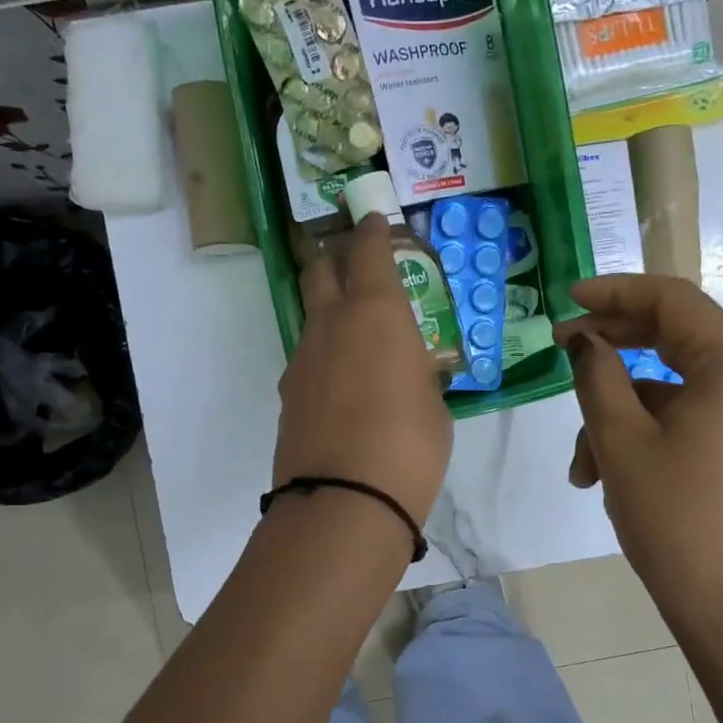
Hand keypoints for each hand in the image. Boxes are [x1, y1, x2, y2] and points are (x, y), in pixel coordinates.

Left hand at [273, 214, 452, 525]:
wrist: (345, 501)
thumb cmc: (410, 446)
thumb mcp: (434, 404)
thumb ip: (418, 374)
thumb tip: (408, 372)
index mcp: (376, 313)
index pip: (368, 251)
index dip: (372, 231)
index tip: (375, 221)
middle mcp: (331, 324)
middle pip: (320, 270)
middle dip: (336, 258)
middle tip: (356, 267)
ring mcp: (302, 359)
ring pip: (311, 317)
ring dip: (329, 313)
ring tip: (357, 339)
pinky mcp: (288, 394)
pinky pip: (307, 359)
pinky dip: (324, 357)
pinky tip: (343, 385)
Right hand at [554, 275, 722, 633]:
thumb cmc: (676, 520)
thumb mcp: (622, 442)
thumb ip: (597, 377)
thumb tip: (583, 341)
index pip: (673, 302)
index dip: (615, 293)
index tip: (567, 300)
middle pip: (675, 340)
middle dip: (613, 349)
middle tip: (562, 353)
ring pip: (672, 391)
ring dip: (619, 414)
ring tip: (581, 466)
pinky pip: (687, 421)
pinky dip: (644, 436)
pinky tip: (607, 476)